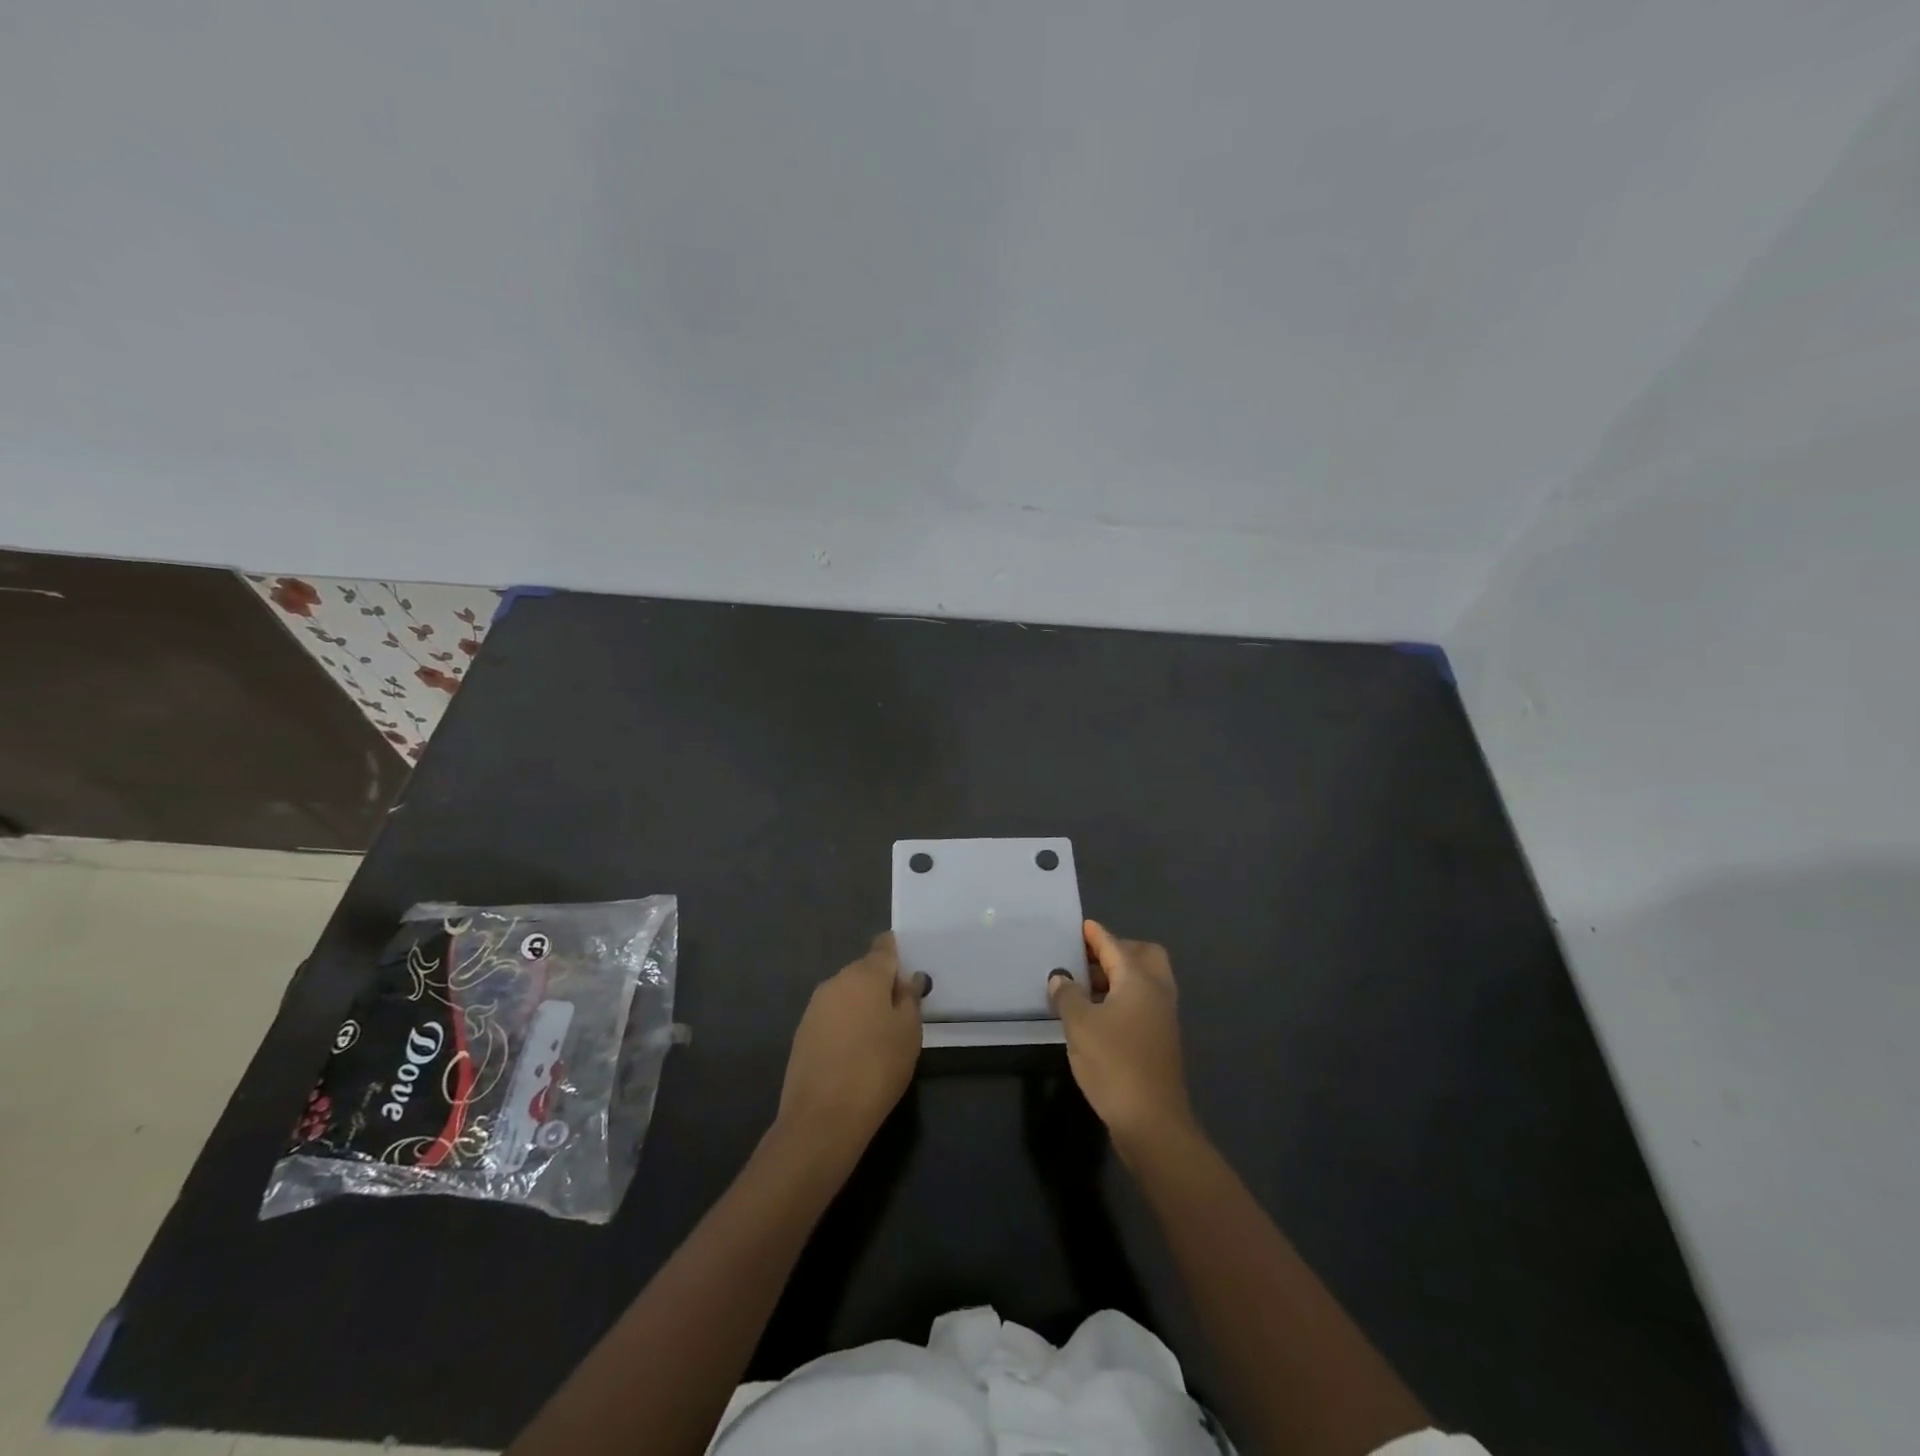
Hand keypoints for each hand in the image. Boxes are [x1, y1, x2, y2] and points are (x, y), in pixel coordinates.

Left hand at [775, 933, 926, 1162]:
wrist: (823, 1117)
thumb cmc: (877, 1068)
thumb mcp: (909, 1033)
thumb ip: (909, 999)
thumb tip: (907, 979)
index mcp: (865, 974)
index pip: (884, 947)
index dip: (897, 953)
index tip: (908, 970)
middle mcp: (836, 981)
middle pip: (864, 971)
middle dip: (881, 984)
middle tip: (899, 1013)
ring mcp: (815, 1006)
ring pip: (846, 994)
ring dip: (862, 1005)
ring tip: (878, 1037)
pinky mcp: (802, 1032)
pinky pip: (832, 1016)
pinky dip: (845, 1025)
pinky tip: (854, 1052)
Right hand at [1048, 921, 1194, 1163]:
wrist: (1152, 1122)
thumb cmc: (1114, 1063)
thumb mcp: (1079, 1025)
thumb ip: (1067, 995)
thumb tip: (1060, 977)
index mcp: (1139, 979)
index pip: (1113, 944)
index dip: (1094, 934)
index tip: (1079, 925)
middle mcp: (1157, 990)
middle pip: (1142, 955)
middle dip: (1115, 951)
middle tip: (1085, 959)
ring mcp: (1163, 1016)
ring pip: (1144, 980)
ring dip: (1118, 976)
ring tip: (1084, 986)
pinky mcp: (1161, 1039)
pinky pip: (1143, 1002)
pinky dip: (1123, 997)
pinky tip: (1098, 1014)